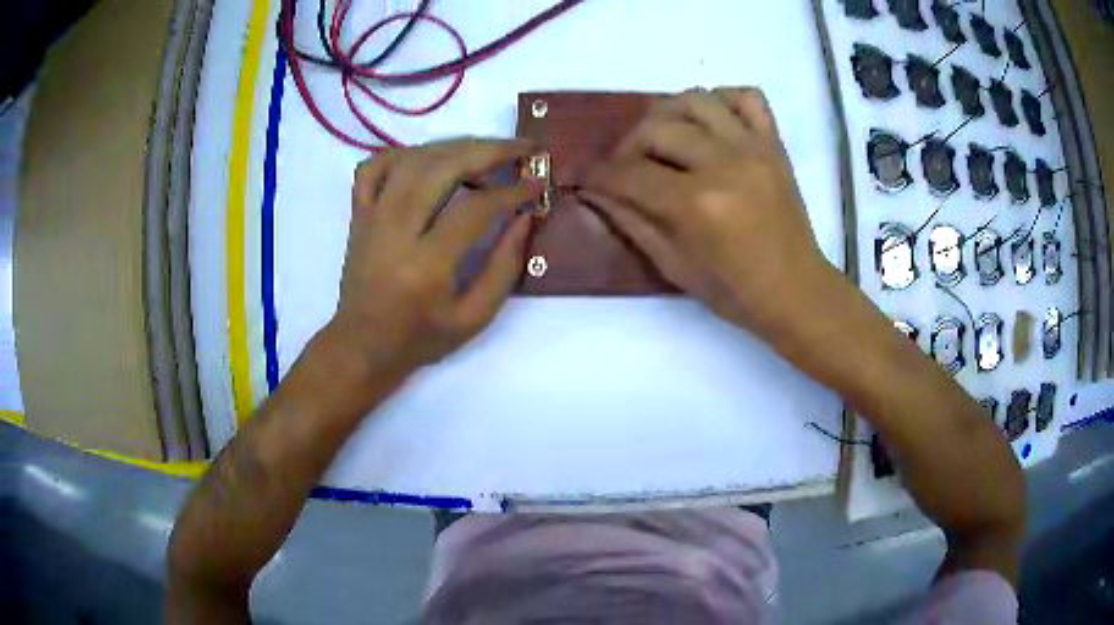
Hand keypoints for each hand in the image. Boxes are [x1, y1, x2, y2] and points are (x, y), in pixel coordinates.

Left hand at [323, 138, 540, 384]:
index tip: (537, 183)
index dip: (512, 191)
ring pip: (413, 158)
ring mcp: (372, 216)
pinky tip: (428, 159)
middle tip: (523, 148)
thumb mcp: (473, 318)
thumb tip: (525, 218)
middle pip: (443, 167)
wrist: (362, 345)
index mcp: (427, 264)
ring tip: (485, 151)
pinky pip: (374, 165)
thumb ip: (504, 268)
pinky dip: (403, 153)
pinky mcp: (359, 213)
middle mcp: (395, 230)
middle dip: (490, 150)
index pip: (475, 208)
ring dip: (454, 146)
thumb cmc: (420, 338)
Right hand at [580, 87, 838, 343]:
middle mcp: (723, 164)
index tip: (584, 177)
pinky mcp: (774, 144)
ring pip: (695, 99)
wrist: (797, 291)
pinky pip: (746, 97)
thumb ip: (631, 222)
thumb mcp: (674, 267)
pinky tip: (709, 124)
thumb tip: (594, 192)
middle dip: (627, 146)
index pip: (629, 174)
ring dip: (667, 114)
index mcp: (697, 205)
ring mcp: (753, 148)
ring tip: (663, 139)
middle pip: (656, 128)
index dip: (597, 175)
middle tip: (624, 166)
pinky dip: (722, 101)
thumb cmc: (735, 292)